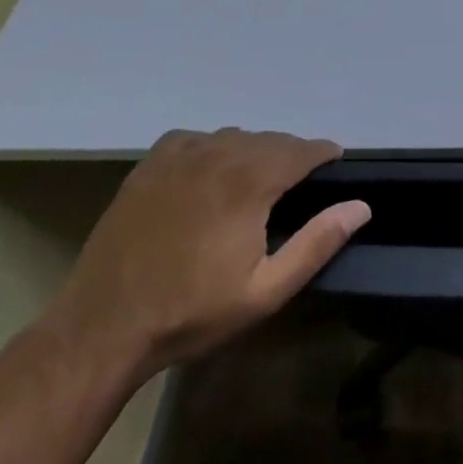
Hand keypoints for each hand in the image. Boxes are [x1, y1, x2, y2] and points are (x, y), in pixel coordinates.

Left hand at [44, 129, 369, 384]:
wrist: (102, 327)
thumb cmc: (191, 312)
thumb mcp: (265, 292)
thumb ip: (317, 243)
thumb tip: (360, 206)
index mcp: (250, 182)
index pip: (303, 149)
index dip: (324, 154)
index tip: (336, 164)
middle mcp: (219, 154)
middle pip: (272, 140)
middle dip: (292, 155)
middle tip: (299, 184)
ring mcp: (180, 155)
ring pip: (235, 136)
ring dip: (255, 151)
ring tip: (257, 181)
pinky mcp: (151, 164)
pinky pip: (197, 138)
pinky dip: (214, 147)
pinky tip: (211, 172)